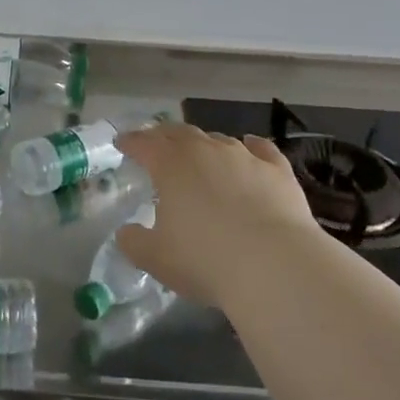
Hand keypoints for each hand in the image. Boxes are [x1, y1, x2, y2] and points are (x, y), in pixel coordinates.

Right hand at [113, 123, 320, 310]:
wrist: (274, 266)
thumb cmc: (205, 260)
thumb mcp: (155, 258)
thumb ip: (134, 242)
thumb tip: (126, 233)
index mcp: (170, 165)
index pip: (143, 144)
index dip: (130, 142)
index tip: (122, 143)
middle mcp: (206, 150)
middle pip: (179, 133)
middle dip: (164, 136)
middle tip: (156, 142)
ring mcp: (244, 157)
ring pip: (218, 139)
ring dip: (204, 143)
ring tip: (199, 152)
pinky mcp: (278, 171)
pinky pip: (261, 149)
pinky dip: (252, 146)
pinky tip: (250, 145)